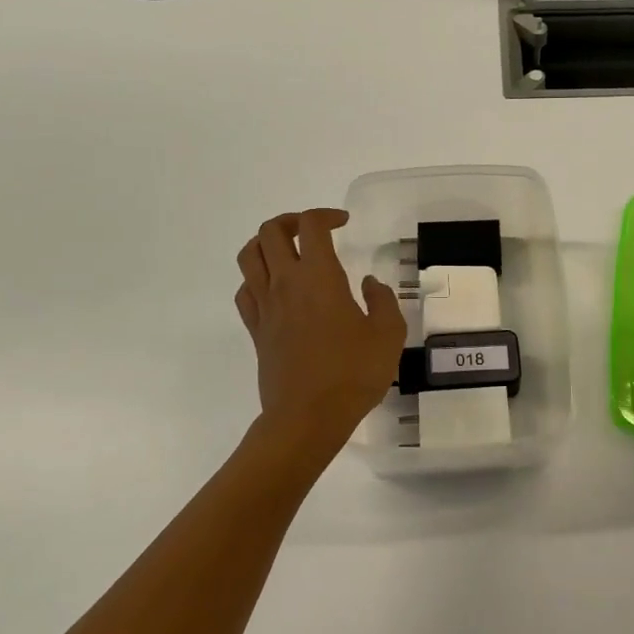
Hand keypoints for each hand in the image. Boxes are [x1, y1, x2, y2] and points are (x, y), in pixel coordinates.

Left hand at [235, 209, 405, 451]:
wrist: (308, 418)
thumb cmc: (353, 374)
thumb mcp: (388, 334)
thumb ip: (382, 301)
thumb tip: (368, 284)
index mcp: (319, 277)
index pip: (312, 226)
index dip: (327, 215)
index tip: (344, 223)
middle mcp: (286, 283)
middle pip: (271, 231)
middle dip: (292, 221)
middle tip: (315, 232)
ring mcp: (265, 306)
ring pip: (249, 255)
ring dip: (267, 243)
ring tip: (290, 251)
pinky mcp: (255, 330)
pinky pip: (245, 290)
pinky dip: (256, 278)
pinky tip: (275, 289)